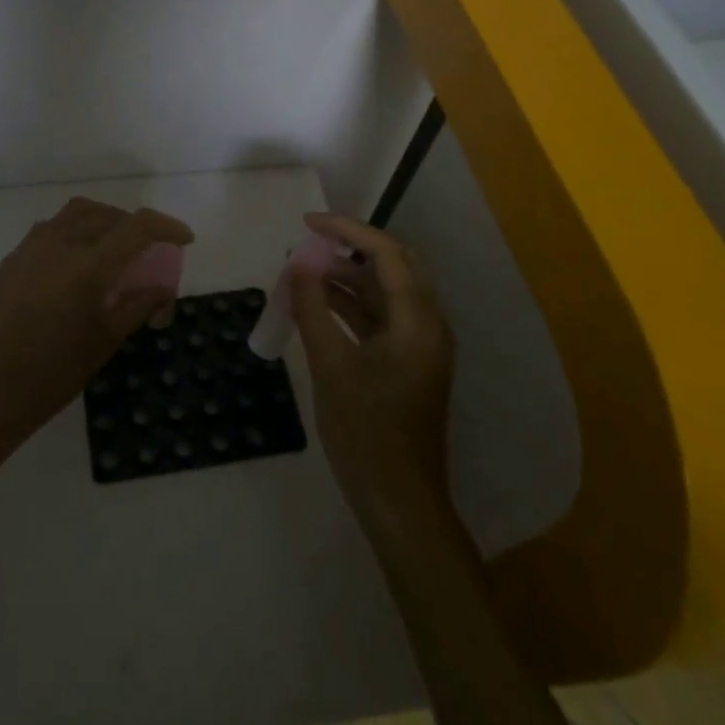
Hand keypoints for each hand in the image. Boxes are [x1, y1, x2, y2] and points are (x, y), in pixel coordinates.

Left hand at [0, 198, 193, 460]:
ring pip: (76, 214)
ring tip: (115, 251)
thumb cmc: (50, 374)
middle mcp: (59, 243)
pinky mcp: (12, 259)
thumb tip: (162, 288)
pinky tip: (78, 265)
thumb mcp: (103, 342)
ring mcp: (31, 248)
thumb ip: (136, 307)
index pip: (137, 226)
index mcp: (88, 265)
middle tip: (149, 251)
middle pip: (107, 214)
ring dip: (103, 222)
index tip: (184, 240)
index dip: (166, 227)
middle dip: (134, 226)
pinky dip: (76, 232)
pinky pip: (52, 229)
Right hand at [290, 214, 455, 520]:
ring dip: (349, 276)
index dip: (347, 230)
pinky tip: (318, 302)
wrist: (399, 500)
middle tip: (311, 241)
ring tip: (304, 269)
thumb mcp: (331, 367)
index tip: (306, 223)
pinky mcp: (408, 362)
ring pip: (387, 291)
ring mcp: (420, 344)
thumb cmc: (366, 433)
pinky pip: (381, 317)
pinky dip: (352, 304)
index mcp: (418, 321)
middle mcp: (428, 324)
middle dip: (353, 247)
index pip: (387, 253)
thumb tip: (297, 266)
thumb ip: (313, 310)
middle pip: (396, 265)